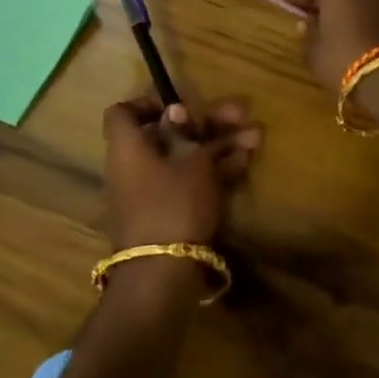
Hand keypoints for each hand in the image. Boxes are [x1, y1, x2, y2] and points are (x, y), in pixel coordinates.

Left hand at [101, 94, 261, 250]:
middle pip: (167, 134)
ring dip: (217, 145)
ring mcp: (148, 193)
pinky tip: (243, 163)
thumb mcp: (191, 162)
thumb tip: (176, 110)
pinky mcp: (165, 215)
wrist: (163, 275)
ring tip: (255, 137)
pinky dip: (212, 171)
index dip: (149, 102)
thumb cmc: (174, 204)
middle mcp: (132, 167)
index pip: (123, 112)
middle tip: (240, 115)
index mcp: (127, 147)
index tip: (181, 103)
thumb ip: (189, 133)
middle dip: (206, 123)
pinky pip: (187, 182)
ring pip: (183, 158)